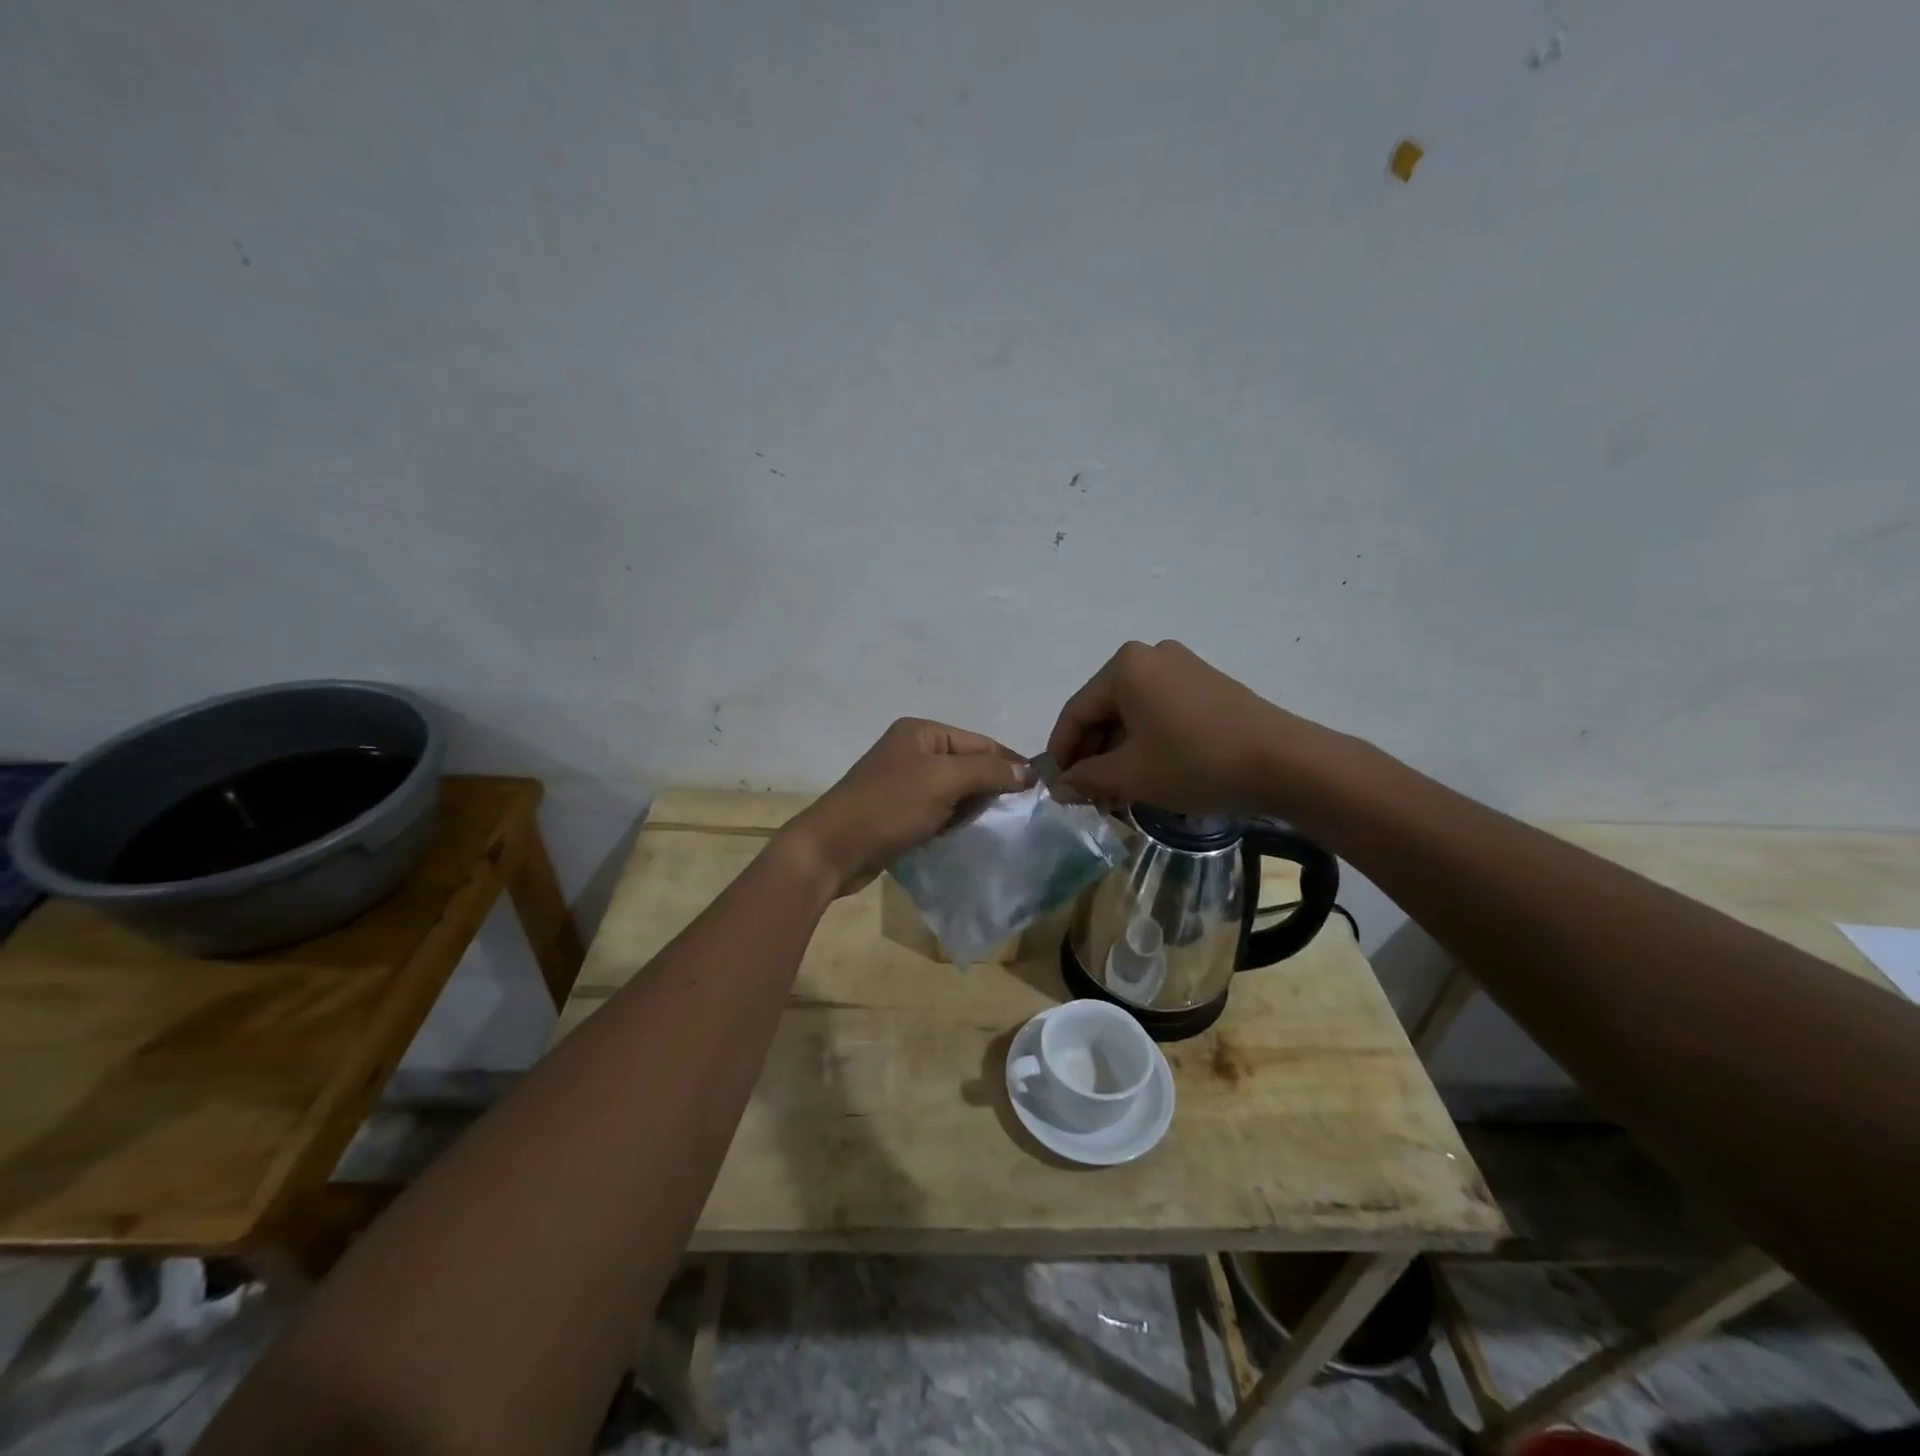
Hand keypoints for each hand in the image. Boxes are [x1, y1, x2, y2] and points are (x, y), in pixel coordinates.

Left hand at [778, 718, 1031, 897]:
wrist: (831, 851)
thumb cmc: (888, 807)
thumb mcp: (943, 781)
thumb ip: (988, 771)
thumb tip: (1029, 770)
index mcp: (921, 733)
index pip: (980, 742)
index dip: (1010, 764)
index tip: (1039, 791)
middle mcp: (913, 751)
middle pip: (969, 764)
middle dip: (993, 787)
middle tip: (1019, 815)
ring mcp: (904, 782)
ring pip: (955, 790)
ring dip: (974, 807)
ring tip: (997, 828)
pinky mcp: (899, 811)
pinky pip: (939, 810)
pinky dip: (954, 820)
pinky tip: (966, 835)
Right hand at [1046, 640, 1315, 812]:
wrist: (1284, 762)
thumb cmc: (1195, 762)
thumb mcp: (1131, 775)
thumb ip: (1087, 778)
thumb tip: (1060, 787)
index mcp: (1125, 667)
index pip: (1076, 712)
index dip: (1062, 753)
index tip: (1056, 787)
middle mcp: (1151, 656)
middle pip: (1105, 711)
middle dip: (1094, 757)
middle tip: (1089, 797)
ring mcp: (1183, 668)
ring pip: (1133, 715)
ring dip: (1120, 755)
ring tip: (1118, 795)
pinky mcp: (1208, 686)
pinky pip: (1161, 713)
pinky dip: (1147, 744)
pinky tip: (1148, 776)